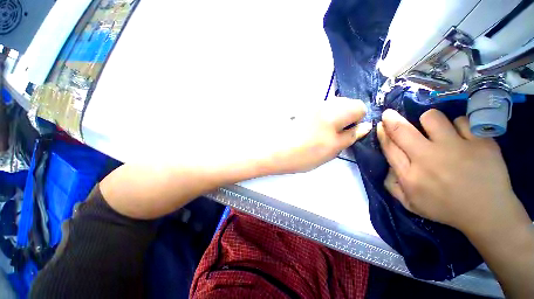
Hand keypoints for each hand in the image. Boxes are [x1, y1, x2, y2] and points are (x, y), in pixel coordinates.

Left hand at [263, 98, 370, 174]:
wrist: (273, 151)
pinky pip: (318, 110)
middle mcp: (323, 103)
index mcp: (335, 111)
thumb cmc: (304, 154)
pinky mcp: (300, 109)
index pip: (358, 106)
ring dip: (332, 118)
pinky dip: (320, 118)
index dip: (357, 119)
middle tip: (334, 135)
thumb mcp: (332, 149)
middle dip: (345, 117)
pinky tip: (310, 130)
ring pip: (331, 107)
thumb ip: (351, 136)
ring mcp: (310, 105)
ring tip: (320, 134)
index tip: (348, 132)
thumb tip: (364, 126)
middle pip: (345, 103)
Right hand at [377, 109, 530, 234]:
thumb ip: (392, 185)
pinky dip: (459, 126)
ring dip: (429, 121)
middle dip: (391, 119)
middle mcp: (428, 158)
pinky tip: (463, 138)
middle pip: (402, 130)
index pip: (389, 147)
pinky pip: (462, 121)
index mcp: (410, 175)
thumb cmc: (445, 209)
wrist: (488, 214)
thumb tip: (387, 165)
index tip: (381, 125)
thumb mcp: (410, 203)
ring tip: (437, 131)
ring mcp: (456, 148)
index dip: (382, 133)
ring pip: (432, 117)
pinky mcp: (480, 142)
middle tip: (390, 114)